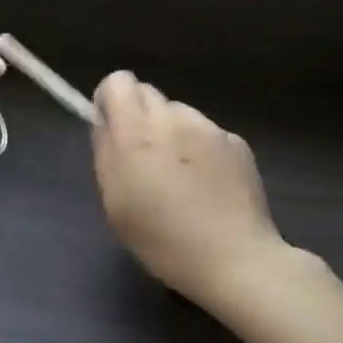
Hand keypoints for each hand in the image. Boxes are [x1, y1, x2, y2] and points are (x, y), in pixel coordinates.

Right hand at [91, 71, 293, 308]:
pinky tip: (207, 185)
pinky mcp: (238, 143)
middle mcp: (173, 119)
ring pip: (178, 113)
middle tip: (142, 158)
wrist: (235, 260)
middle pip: (148, 93)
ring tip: (179, 176)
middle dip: (139, 116)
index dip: (110, 101)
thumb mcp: (114, 201)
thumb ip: (105, 152)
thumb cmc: (161, 238)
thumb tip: (104, 122)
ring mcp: (210, 128)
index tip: (110, 129)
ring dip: (171, 132)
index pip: (118, 81)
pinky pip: (207, 132)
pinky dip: (200, 149)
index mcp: (136, 133)